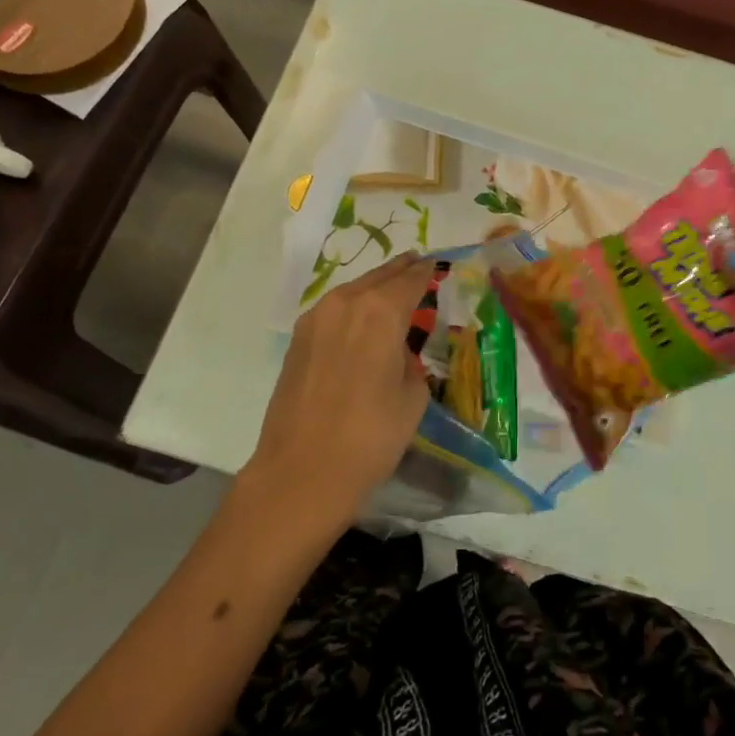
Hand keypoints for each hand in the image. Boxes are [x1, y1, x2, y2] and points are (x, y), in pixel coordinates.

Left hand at [244, 252, 436, 528]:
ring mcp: (316, 319)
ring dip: (374, 286)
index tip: (436, 265)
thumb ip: (411, 363)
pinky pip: (334, 309)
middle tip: (417, 264)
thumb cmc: (370, 435)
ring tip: (392, 289)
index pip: (411, 279)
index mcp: (381, 311)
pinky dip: (353, 306)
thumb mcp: (412, 398)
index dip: (426, 271)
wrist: (302, 471)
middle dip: (401, 270)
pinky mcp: (298, 339)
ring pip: (353, 289)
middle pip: (380, 277)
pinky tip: (361, 318)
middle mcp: (347, 303)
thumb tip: (399, 356)